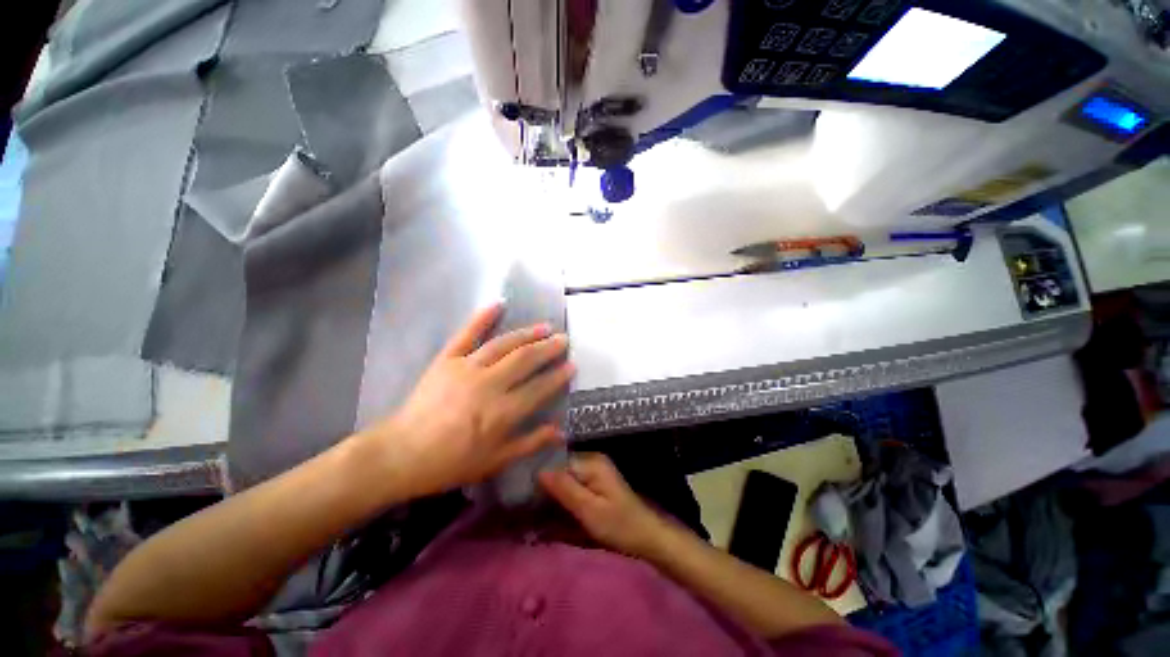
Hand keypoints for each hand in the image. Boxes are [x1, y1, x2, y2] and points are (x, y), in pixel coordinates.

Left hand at [362, 303, 573, 495]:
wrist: (401, 454)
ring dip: (527, 333)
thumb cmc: (451, 463)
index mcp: (502, 412)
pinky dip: (481, 318)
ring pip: (503, 344)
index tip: (572, 365)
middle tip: (563, 340)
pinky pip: (466, 335)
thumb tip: (560, 431)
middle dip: (548, 348)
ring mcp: (467, 368)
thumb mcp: (495, 461)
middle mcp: (489, 384)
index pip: (539, 388)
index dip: (558, 376)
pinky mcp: (447, 360)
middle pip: (525, 360)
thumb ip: (529, 443)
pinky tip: (498, 304)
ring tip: (544, 326)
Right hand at [539, 453, 672, 558]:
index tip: (524, 493)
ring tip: (537, 510)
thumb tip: (539, 470)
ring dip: (554, 492)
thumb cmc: (619, 525)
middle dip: (546, 485)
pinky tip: (555, 510)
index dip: (541, 476)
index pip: (557, 461)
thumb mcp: (589, 510)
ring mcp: (594, 470)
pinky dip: (564, 495)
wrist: (647, 536)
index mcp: (591, 462)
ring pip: (565, 476)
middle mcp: (592, 460)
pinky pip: (573, 483)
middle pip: (560, 467)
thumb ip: (565, 488)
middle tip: (529, 506)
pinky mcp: (596, 481)